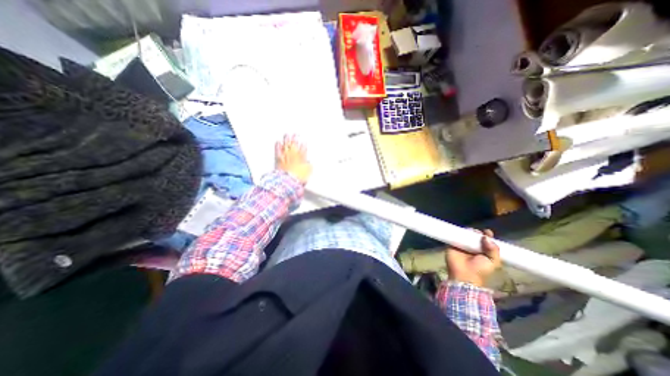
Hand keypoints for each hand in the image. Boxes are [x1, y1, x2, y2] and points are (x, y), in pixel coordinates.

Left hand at [275, 136, 310, 183]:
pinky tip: (278, 142)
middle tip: (295, 134)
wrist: (289, 180)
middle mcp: (294, 154)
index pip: (303, 148)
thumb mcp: (308, 171)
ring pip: (286, 145)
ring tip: (287, 134)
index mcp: (302, 157)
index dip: (303, 145)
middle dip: (295, 138)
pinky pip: (278, 150)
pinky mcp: (278, 159)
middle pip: (294, 144)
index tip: (303, 141)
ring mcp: (285, 156)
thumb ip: (309, 165)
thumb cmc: (299, 176)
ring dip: (286, 139)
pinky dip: (278, 145)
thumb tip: (309, 163)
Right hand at [446, 230, 499, 287]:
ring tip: (469, 231)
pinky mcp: (452, 244)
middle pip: (474, 235)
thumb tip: (486, 236)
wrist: (464, 276)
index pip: (486, 240)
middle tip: (477, 232)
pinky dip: (456, 232)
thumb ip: (493, 249)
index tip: (487, 232)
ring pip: (464, 234)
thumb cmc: (480, 270)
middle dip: (476, 232)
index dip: (487, 235)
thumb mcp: (493, 262)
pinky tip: (460, 231)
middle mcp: (472, 246)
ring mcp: (462, 245)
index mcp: (483, 250)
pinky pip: (454, 236)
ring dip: (467, 231)